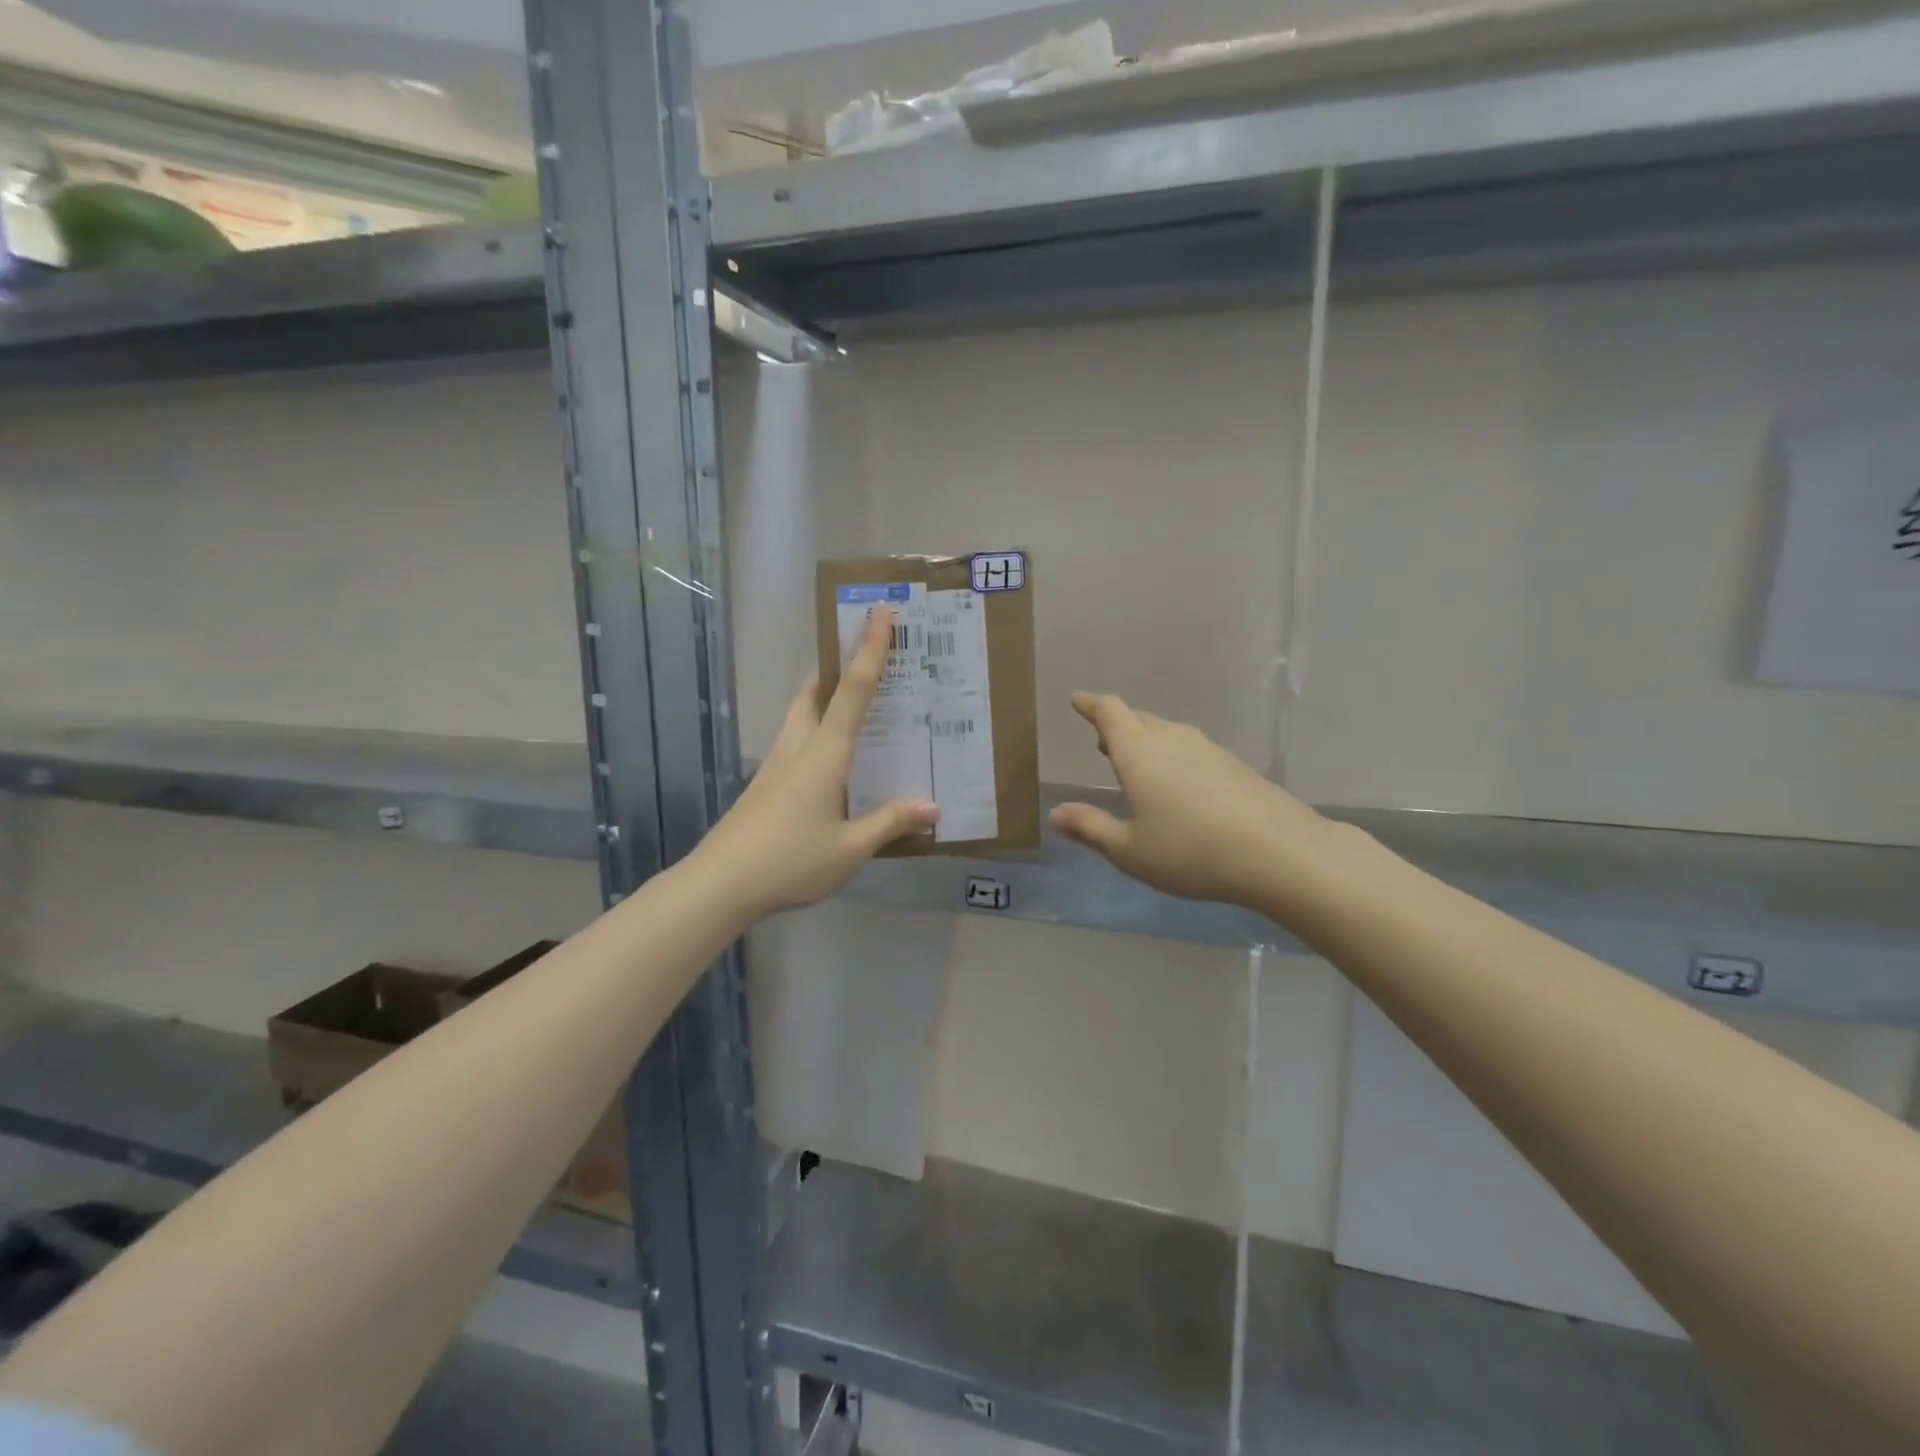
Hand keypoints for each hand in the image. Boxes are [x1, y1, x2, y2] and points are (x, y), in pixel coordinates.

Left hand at [698, 608, 938, 918]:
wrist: (719, 884)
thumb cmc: (789, 861)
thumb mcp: (849, 849)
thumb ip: (890, 823)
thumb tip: (933, 806)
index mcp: (824, 754)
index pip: (853, 691)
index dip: (869, 650)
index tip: (880, 612)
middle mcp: (798, 748)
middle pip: (815, 691)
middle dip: (837, 667)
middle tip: (866, 660)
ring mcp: (776, 765)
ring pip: (800, 714)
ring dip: (823, 697)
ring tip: (854, 705)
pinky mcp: (765, 784)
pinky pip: (795, 741)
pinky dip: (816, 731)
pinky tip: (832, 762)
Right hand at [1050, 692, 1332, 910]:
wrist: (1277, 851)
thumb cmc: (1190, 851)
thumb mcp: (1129, 849)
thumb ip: (1090, 828)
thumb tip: (1055, 814)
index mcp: (1138, 753)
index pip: (1109, 712)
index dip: (1091, 704)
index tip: (1078, 700)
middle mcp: (1171, 740)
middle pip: (1138, 718)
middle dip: (1116, 724)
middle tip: (1102, 738)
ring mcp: (1206, 749)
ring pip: (1166, 732)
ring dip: (1145, 740)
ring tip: (1134, 759)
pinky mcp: (1233, 764)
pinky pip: (1190, 748)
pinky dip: (1172, 755)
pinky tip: (1177, 783)